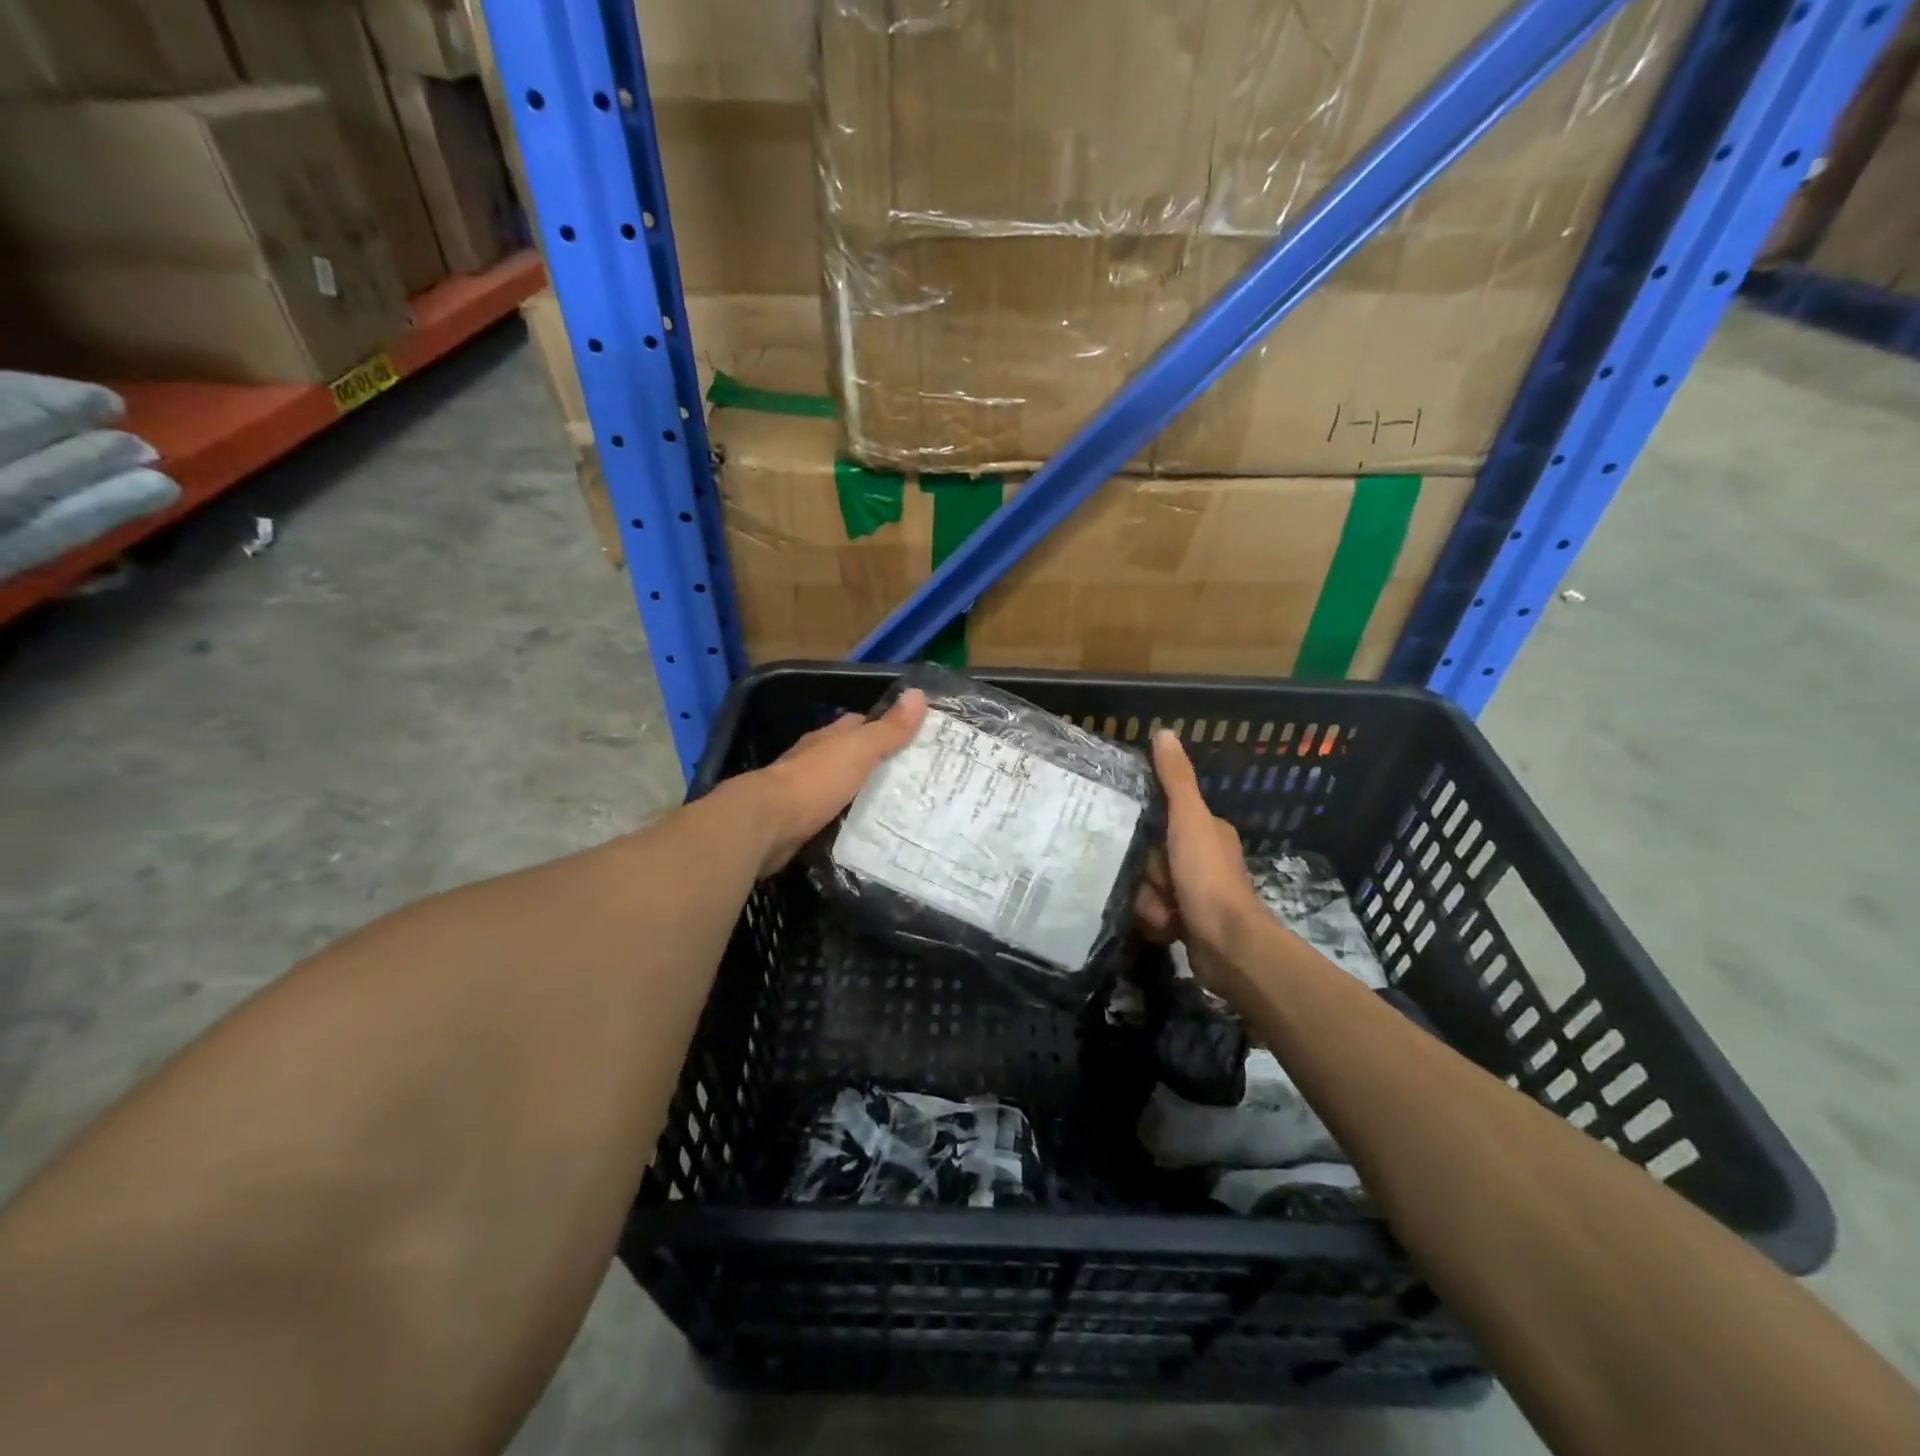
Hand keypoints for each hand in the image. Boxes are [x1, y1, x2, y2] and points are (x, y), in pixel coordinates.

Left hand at [744, 688, 927, 875]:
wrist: (767, 824)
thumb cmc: (815, 780)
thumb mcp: (859, 750)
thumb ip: (888, 728)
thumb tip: (919, 694)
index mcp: (828, 738)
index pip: (859, 724)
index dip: (884, 727)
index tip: (913, 739)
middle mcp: (814, 759)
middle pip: (849, 755)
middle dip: (875, 763)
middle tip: (912, 778)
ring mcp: (804, 791)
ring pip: (841, 786)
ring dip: (861, 793)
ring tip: (897, 806)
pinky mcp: (799, 821)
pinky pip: (831, 815)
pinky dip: (847, 817)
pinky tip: (866, 828)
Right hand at [1134, 730, 1265, 990]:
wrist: (1228, 946)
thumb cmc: (1207, 878)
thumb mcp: (1189, 821)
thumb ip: (1175, 780)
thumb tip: (1164, 731)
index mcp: (1207, 830)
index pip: (1163, 817)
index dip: (1146, 830)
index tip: (1130, 836)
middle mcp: (1204, 857)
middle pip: (1151, 856)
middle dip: (1146, 873)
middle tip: (1152, 881)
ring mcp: (1197, 891)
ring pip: (1149, 885)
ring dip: (1148, 900)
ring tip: (1161, 911)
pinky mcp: (1189, 922)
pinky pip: (1155, 912)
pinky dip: (1155, 921)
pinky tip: (1163, 928)